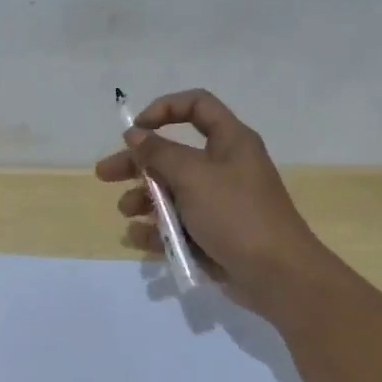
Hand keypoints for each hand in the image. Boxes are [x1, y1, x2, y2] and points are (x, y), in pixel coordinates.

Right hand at [95, 89, 336, 316]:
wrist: (276, 275)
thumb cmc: (236, 214)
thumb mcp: (193, 176)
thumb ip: (159, 153)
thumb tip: (135, 134)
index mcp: (230, 142)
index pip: (197, 106)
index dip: (164, 110)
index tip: (135, 129)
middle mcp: (223, 167)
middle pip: (172, 155)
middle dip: (137, 164)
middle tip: (104, 174)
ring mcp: (217, 204)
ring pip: (170, 193)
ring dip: (143, 200)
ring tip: (128, 212)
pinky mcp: (211, 235)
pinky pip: (177, 225)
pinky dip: (156, 230)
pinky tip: (140, 238)